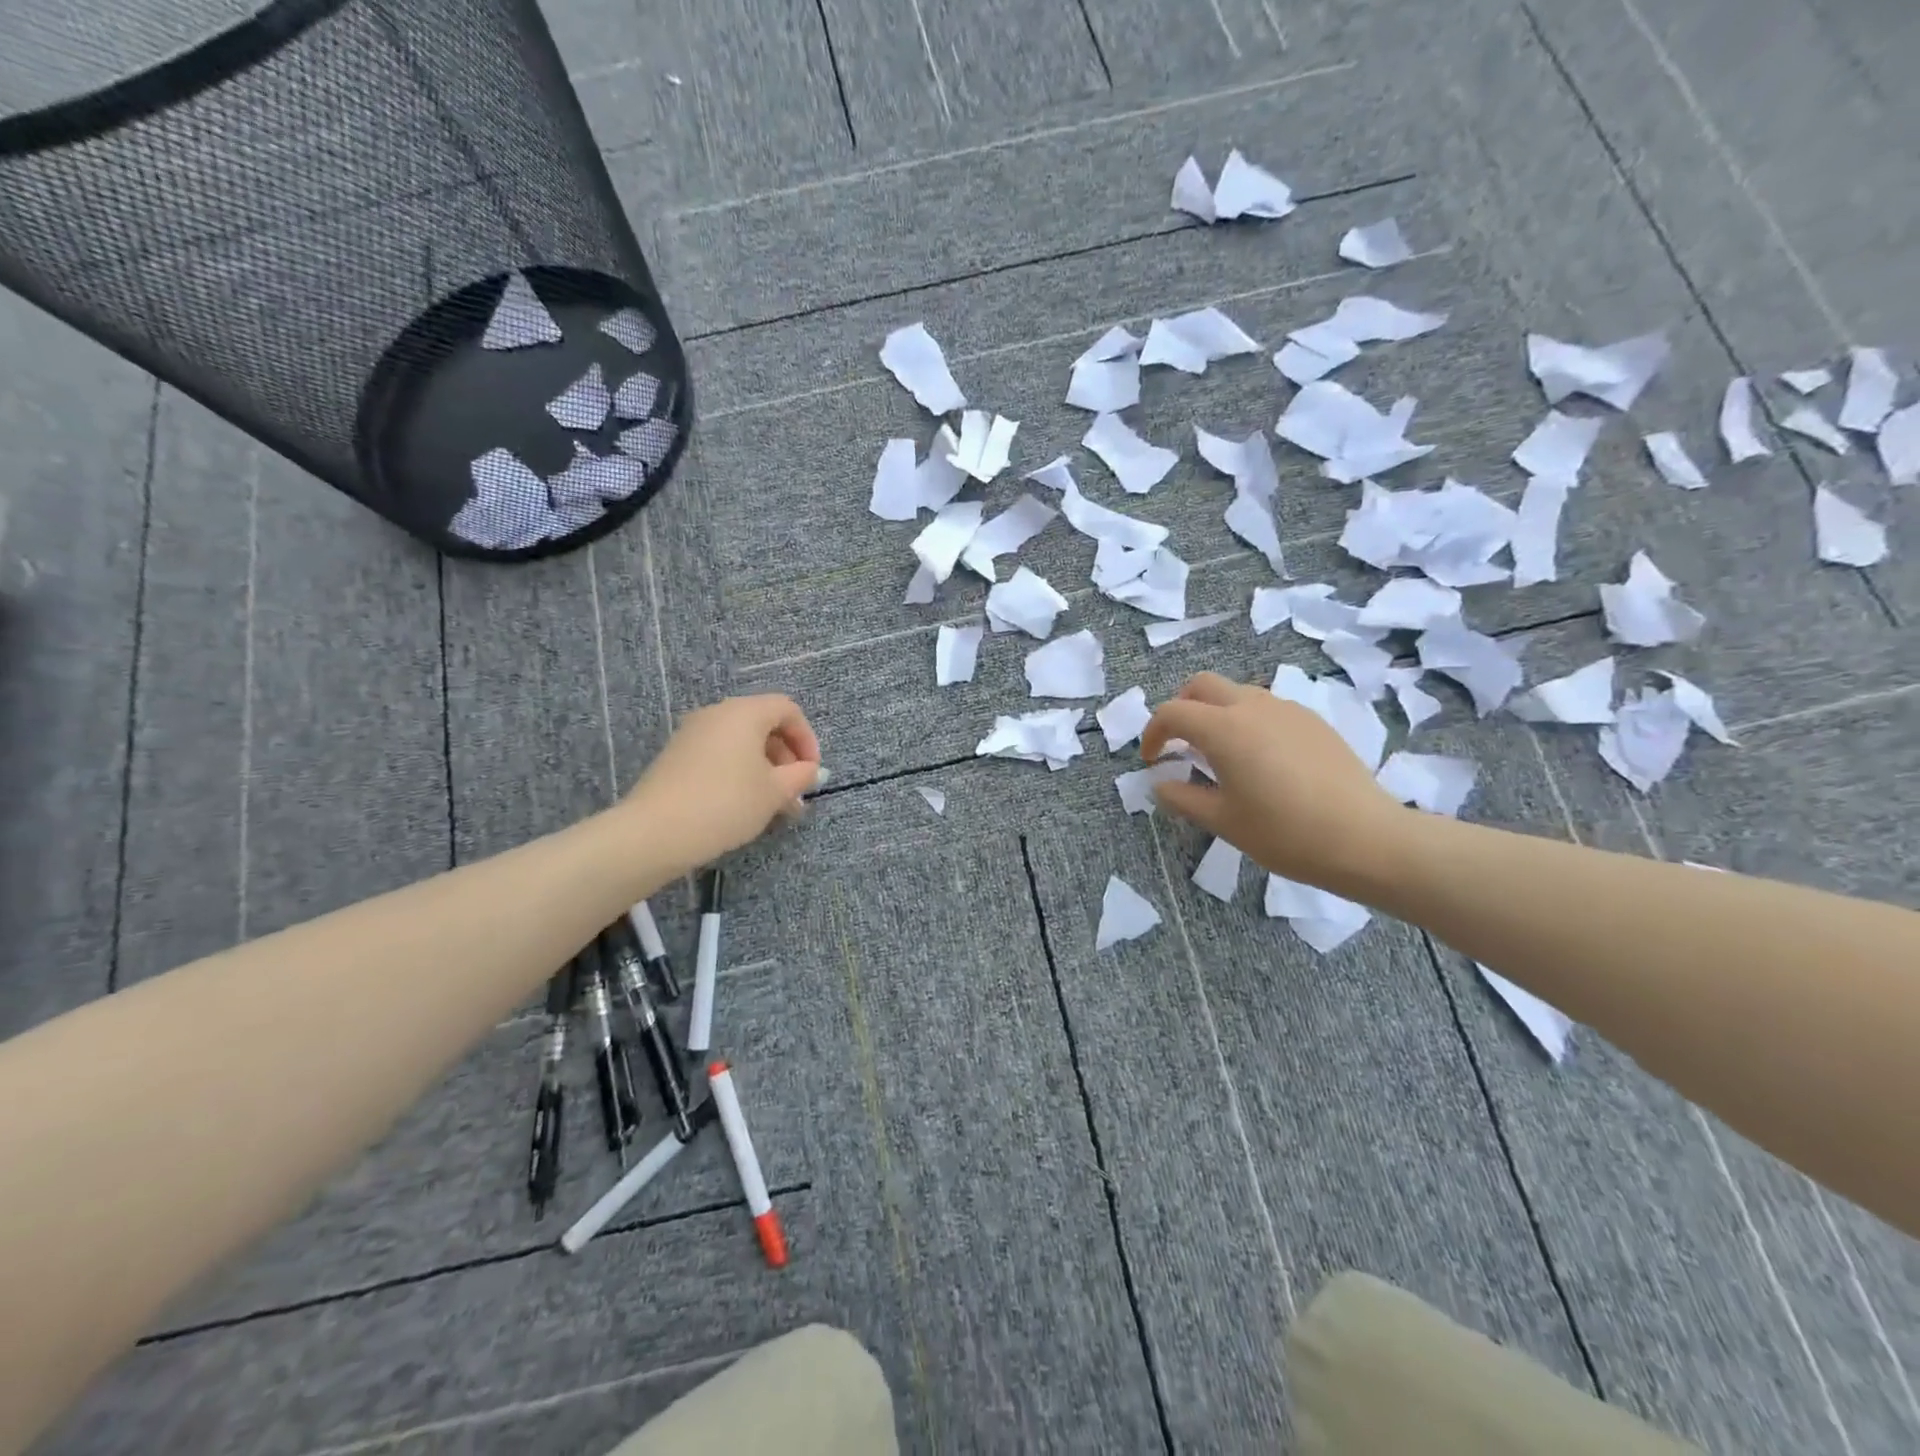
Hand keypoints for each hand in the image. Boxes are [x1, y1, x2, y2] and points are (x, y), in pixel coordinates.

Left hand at [624, 695, 821, 870]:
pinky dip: (739, 772)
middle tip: (795, 792)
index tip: (812, 771)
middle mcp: (716, 714)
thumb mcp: (774, 792)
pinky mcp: (676, 757)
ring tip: (773, 805)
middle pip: (763, 724)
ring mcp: (692, 734)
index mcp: (744, 713)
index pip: (787, 709)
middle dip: (786, 757)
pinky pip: (719, 755)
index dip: (807, 738)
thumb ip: (800, 776)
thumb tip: (810, 770)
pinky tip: (743, 805)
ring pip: (741, 743)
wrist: (655, 832)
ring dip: (764, 769)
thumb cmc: (726, 803)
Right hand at [1140, 672, 1410, 892]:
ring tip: (1219, 753)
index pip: (1173, 712)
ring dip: (1216, 712)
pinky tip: (1260, 759)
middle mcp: (1253, 707)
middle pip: (1202, 685)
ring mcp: (1288, 710)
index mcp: (1224, 729)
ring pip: (1238, 692)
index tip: (1151, 760)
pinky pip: (1268, 708)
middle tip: (1178, 742)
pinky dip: (1248, 721)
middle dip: (1182, 707)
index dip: (1153, 733)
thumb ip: (1183, 798)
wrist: (1366, 839)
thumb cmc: (1284, 833)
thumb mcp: (1224, 821)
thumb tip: (1161, 784)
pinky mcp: (1314, 722)